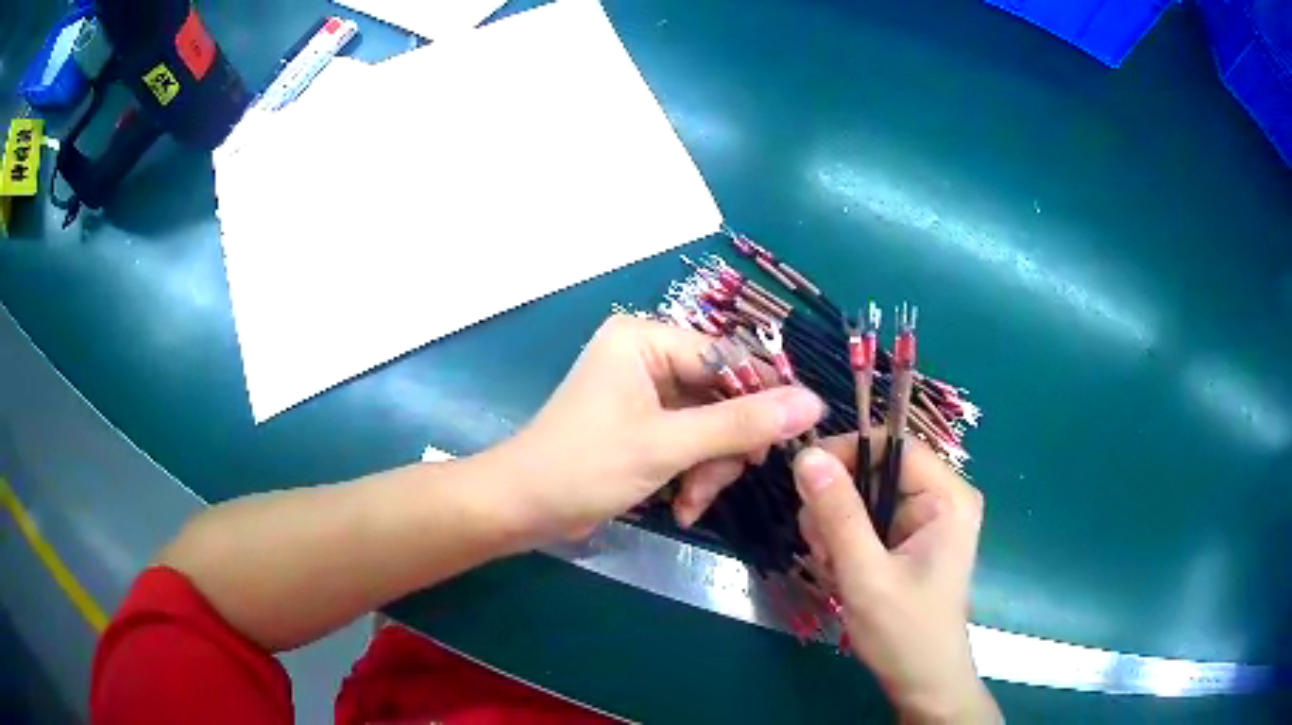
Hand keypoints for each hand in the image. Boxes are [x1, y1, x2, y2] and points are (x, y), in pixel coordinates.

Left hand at [499, 314, 823, 544]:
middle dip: (725, 446)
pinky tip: (681, 508)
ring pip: (709, 425)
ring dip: (709, 469)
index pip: (729, 355)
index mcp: (645, 339)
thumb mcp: (668, 446)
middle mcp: (647, 357)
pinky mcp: (642, 426)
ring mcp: (644, 394)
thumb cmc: (585, 467)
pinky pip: (687, 442)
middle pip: (721, 394)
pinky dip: (691, 474)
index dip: (765, 395)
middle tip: (727, 480)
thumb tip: (812, 402)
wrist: (521, 510)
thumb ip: (741, 424)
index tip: (795, 434)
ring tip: (692, 504)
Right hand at [793, 437, 999, 723]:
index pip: (894, 445)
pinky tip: (840, 574)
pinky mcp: (907, 541)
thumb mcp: (866, 575)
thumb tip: (806, 456)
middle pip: (875, 471)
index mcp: (947, 497)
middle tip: (822, 548)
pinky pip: (864, 523)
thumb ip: (838, 515)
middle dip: (838, 506)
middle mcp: (939, 499)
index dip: (848, 452)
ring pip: (862, 498)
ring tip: (833, 568)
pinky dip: (842, 544)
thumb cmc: (904, 632)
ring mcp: (923, 521)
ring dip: (835, 529)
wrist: (920, 682)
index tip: (803, 475)